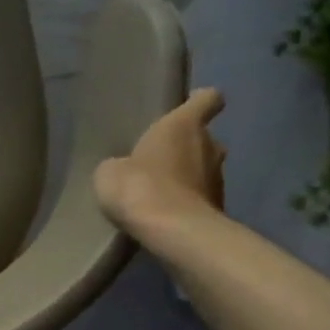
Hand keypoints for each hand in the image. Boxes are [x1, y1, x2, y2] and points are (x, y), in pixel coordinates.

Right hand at [93, 87, 228, 232]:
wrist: (172, 231)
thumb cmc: (139, 186)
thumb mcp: (110, 171)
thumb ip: (122, 163)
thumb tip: (126, 169)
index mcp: (184, 125)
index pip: (208, 99)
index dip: (198, 101)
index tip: (186, 107)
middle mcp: (210, 145)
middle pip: (204, 138)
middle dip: (185, 147)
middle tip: (158, 161)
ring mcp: (219, 178)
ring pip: (204, 168)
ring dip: (186, 176)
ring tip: (158, 192)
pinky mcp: (219, 207)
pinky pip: (200, 197)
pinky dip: (186, 202)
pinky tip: (164, 214)